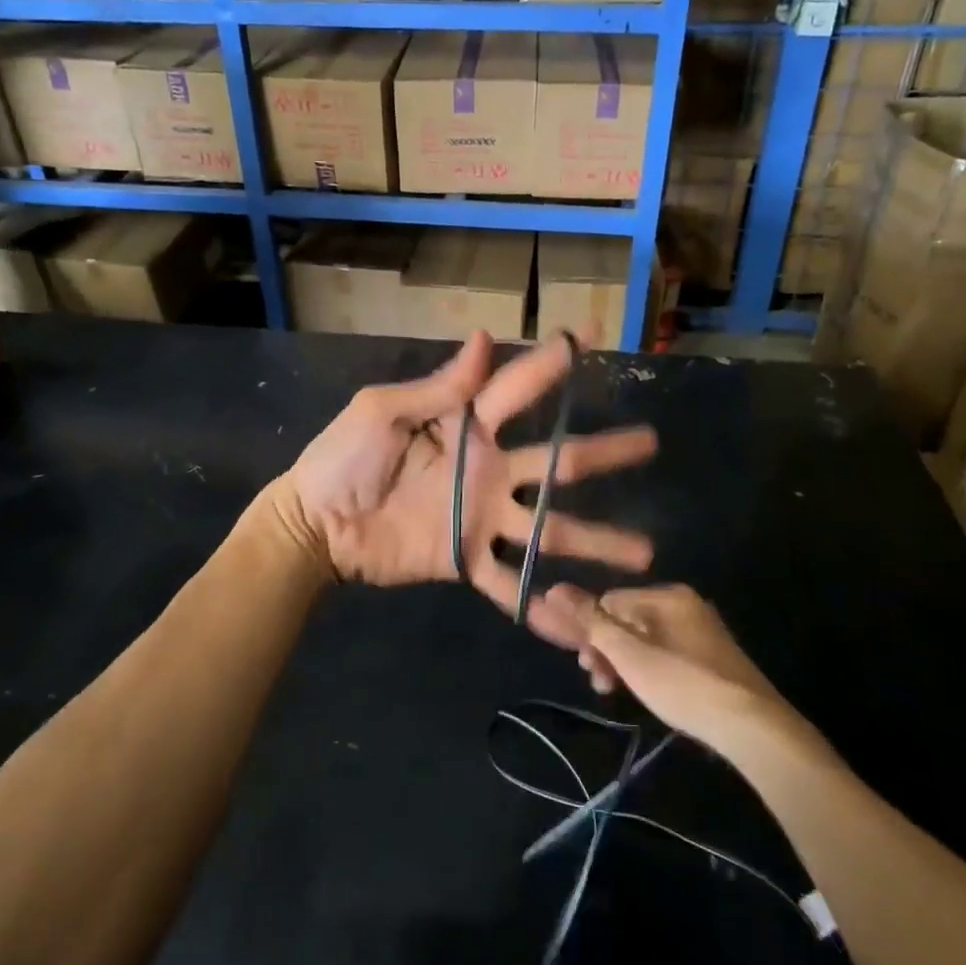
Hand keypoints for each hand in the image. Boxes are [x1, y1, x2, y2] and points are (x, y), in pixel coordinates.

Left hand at [279, 331, 657, 635]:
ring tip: (645, 556)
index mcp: (466, 426)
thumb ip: (438, 388)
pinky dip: (541, 608)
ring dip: (596, 541)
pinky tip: (579, 628)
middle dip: (603, 451)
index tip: (590, 337)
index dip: (552, 362)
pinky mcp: (467, 560)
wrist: (315, 526)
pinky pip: (510, 585)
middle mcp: (488, 469)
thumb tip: (483, 337)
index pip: (518, 388)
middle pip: (557, 461)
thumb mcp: (382, 412)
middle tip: (650, 442)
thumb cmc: (343, 459)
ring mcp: (482, 517)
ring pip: (550, 528)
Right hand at [557, 584, 792, 753]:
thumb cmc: (683, 684)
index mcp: (667, 596)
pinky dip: (649, 670)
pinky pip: (667, 653)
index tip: (585, 666)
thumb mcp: (629, 654)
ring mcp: (702, 632)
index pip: (610, 601)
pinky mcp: (713, 659)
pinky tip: (647, 693)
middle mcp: (686, 605)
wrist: (753, 727)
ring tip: (617, 693)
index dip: (590, 631)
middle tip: (600, 683)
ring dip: (624, 663)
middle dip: (606, 650)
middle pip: (628, 620)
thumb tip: (553, 589)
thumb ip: (591, 621)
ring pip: (646, 640)